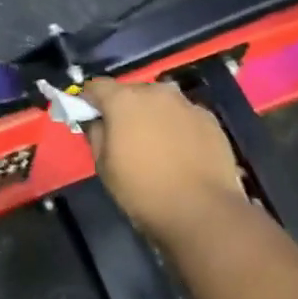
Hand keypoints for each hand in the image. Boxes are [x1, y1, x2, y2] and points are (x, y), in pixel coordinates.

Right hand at [84, 77, 248, 239]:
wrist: (203, 212)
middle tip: (124, 134)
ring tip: (156, 144)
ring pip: (161, 102)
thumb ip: (96, 135)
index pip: (97, 86)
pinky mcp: (210, 119)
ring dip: (153, 115)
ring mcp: (186, 103)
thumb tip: (98, 122)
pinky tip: (182, 153)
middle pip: (131, 91)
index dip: (89, 100)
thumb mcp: (104, 167)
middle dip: (124, 107)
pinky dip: (179, 127)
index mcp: (124, 100)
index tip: (88, 116)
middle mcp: (155, 92)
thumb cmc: (144, 190)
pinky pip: (185, 116)